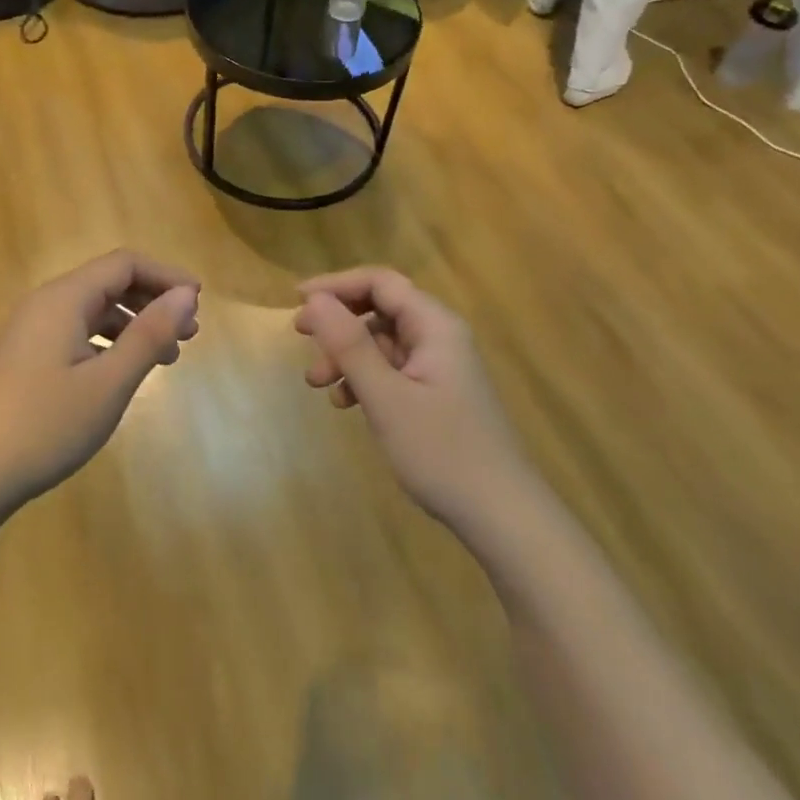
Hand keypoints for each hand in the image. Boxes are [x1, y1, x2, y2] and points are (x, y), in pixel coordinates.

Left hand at [0, 250, 199, 509]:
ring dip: (132, 326)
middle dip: (152, 301)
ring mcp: (27, 335)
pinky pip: (74, 336)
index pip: (124, 264)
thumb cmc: (42, 425)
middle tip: (189, 333)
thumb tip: (186, 295)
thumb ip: (149, 334)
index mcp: (64, 299)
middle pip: (107, 283)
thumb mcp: (108, 382)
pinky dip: (107, 345)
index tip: (198, 302)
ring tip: (165, 358)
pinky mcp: (20, 363)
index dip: (165, 276)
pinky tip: (120, 375)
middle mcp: (44, 306)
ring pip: (91, 312)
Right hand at [294, 268, 526, 534]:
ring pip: (382, 342)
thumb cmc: (443, 451)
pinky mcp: (436, 393)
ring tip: (316, 383)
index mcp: (435, 326)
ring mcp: (439, 366)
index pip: (380, 282)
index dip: (336, 285)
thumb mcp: (386, 397)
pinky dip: (364, 378)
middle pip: (380, 308)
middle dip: (338, 322)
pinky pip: (391, 369)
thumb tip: (314, 300)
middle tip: (300, 337)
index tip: (297, 301)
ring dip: (346, 355)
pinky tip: (345, 403)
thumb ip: (349, 345)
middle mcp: (439, 337)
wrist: (502, 516)